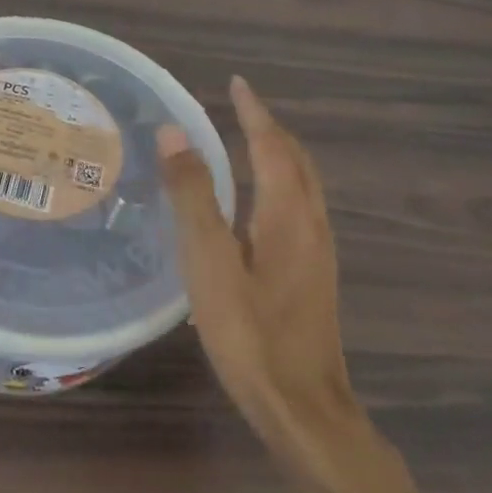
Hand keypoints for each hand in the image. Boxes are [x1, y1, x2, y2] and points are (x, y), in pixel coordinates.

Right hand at [158, 76, 361, 485]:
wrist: (303, 409)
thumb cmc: (250, 334)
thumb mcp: (210, 262)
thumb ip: (192, 196)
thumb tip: (174, 133)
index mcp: (288, 214)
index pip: (273, 145)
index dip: (254, 112)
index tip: (237, 83)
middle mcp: (311, 224)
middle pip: (297, 161)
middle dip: (270, 129)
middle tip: (239, 109)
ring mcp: (318, 253)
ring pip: (302, 186)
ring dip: (278, 155)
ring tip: (247, 142)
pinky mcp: (313, 275)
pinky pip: (299, 207)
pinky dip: (280, 183)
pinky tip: (257, 203)